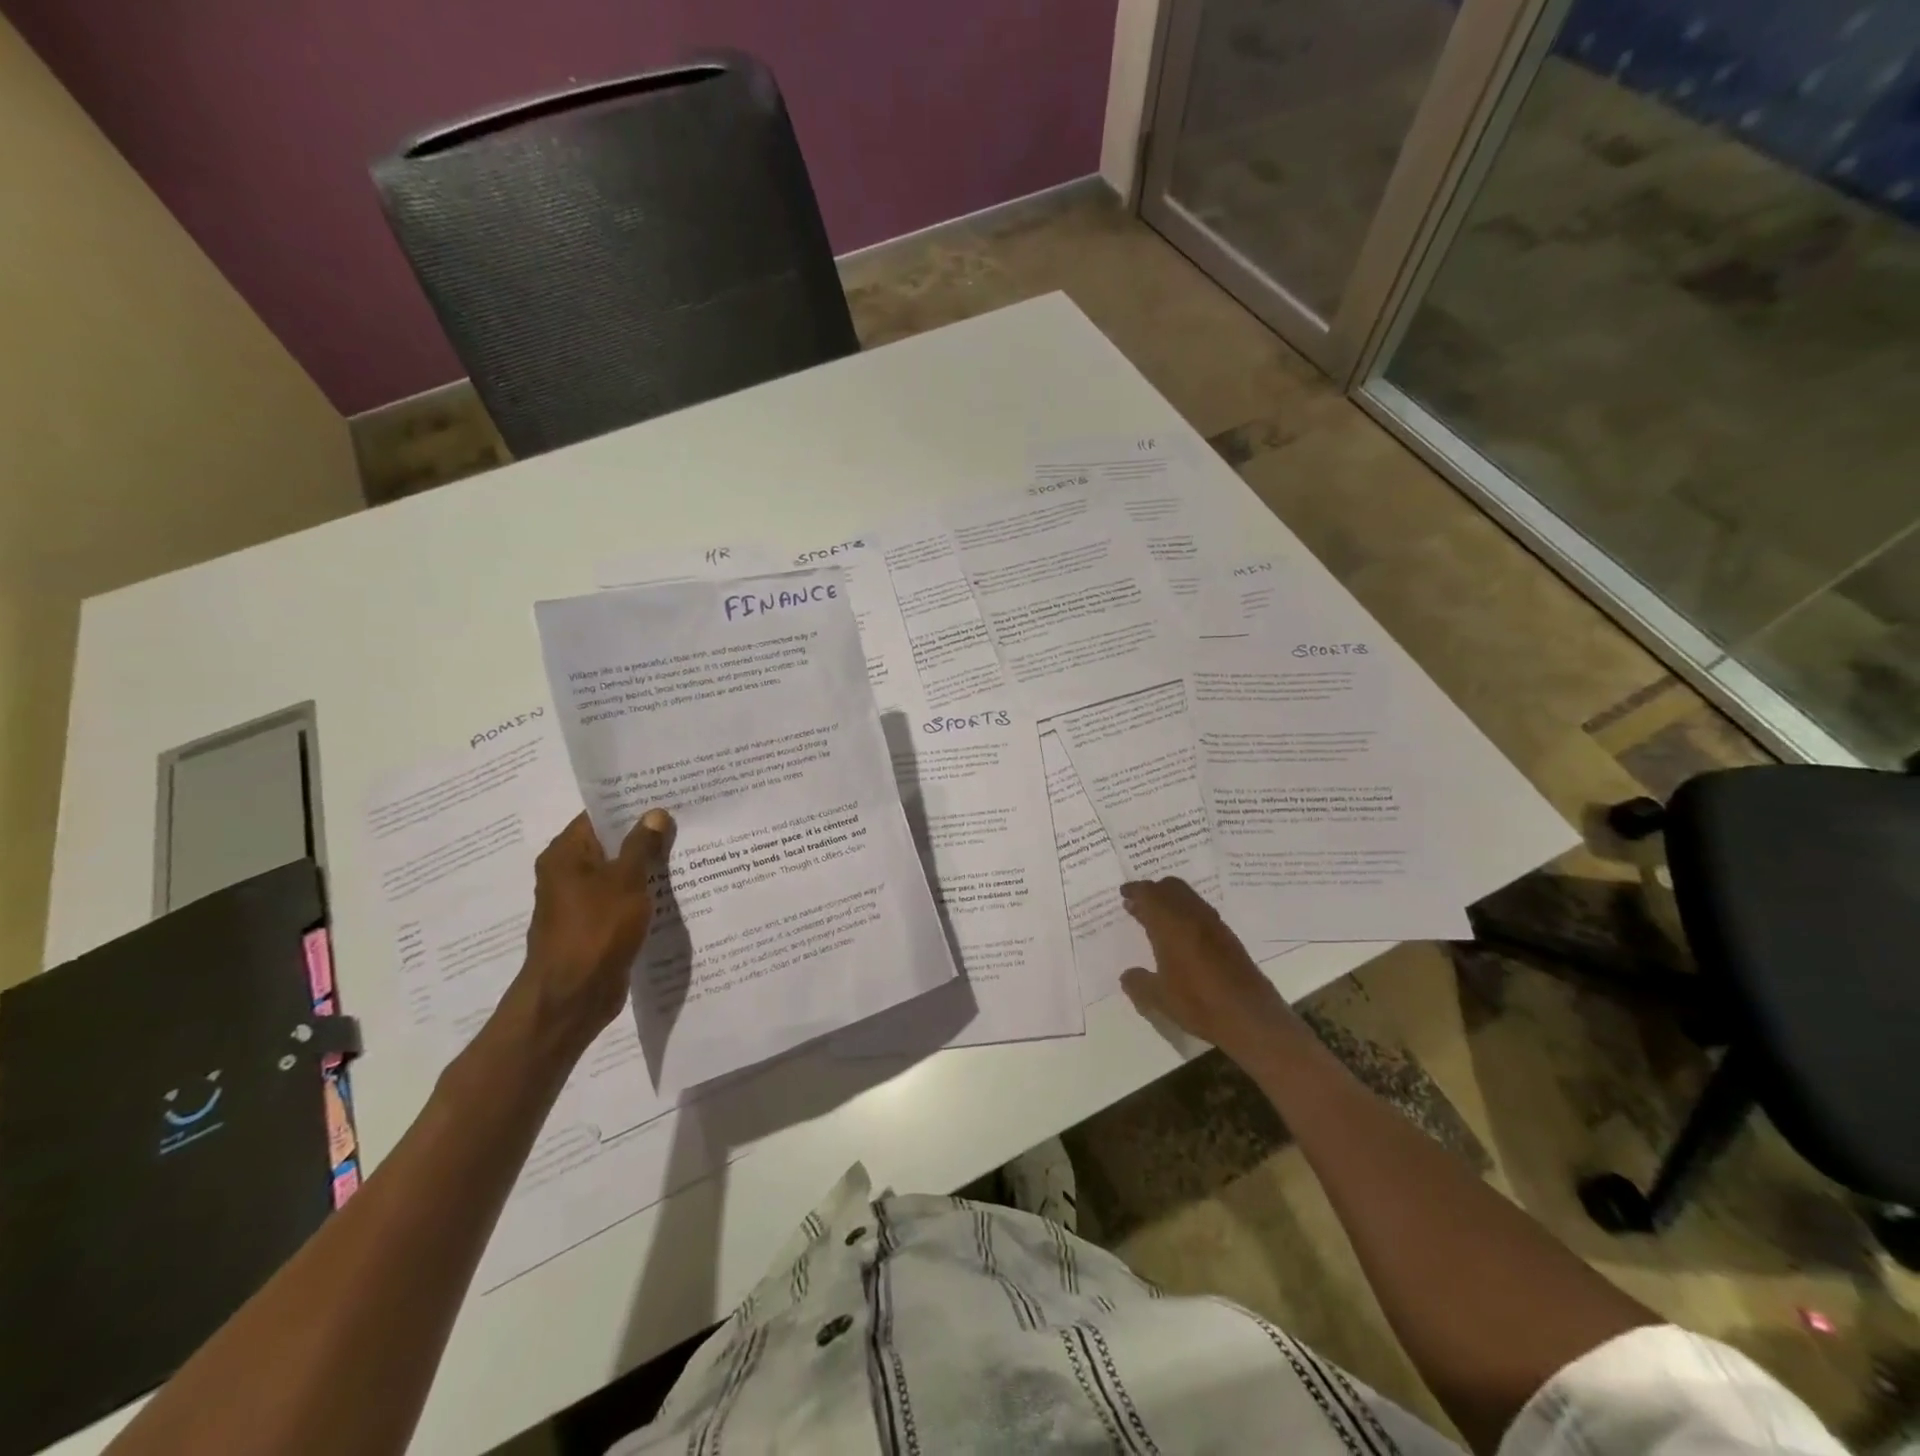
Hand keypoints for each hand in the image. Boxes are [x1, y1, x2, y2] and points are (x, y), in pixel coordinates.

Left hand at [507, 809, 672, 1057]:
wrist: (573, 996)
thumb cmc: (595, 930)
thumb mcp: (625, 881)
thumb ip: (642, 845)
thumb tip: (655, 813)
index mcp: (566, 855)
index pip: (598, 815)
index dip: (631, 804)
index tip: (666, 793)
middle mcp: (569, 874)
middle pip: (611, 843)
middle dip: (646, 834)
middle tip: (687, 818)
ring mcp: (582, 902)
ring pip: (621, 873)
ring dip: (649, 865)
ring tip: (690, 849)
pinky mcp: (597, 926)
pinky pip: (624, 900)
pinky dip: (645, 893)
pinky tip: (677, 889)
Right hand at [1119, 877, 1292, 1060]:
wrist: (1251, 1017)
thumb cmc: (1199, 1003)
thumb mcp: (1159, 999)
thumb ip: (1138, 983)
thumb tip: (1127, 975)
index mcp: (1171, 924)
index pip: (1148, 893)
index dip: (1134, 890)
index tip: (1123, 894)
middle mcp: (1192, 916)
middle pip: (1171, 887)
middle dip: (1153, 891)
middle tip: (1138, 904)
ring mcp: (1214, 924)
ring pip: (1189, 897)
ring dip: (1171, 901)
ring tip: (1158, 919)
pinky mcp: (1229, 937)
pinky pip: (1202, 912)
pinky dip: (1186, 913)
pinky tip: (1183, 936)